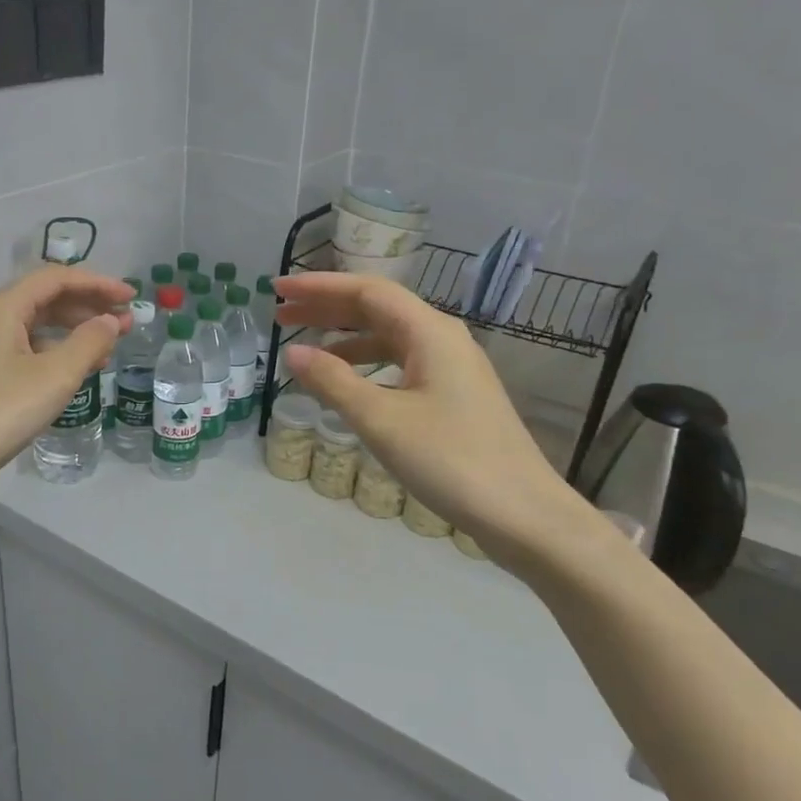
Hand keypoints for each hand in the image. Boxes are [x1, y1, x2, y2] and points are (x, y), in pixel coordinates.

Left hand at [0, 266, 132, 527]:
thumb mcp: (52, 379)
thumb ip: (88, 344)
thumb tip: (109, 321)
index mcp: (0, 307)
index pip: (56, 278)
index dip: (98, 283)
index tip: (132, 298)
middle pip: (42, 299)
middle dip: (87, 308)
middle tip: (124, 326)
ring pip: (30, 327)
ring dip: (70, 333)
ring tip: (104, 353)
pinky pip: (18, 351)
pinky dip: (48, 355)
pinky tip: (66, 376)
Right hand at [277, 273, 596, 567]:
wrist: (522, 513)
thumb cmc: (450, 459)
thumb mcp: (381, 419)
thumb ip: (333, 381)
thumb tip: (292, 353)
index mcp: (430, 332)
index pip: (367, 290)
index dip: (319, 287)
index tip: (277, 290)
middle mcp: (443, 339)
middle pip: (378, 309)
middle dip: (327, 309)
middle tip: (280, 315)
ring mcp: (452, 368)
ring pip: (389, 338)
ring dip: (345, 338)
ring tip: (304, 350)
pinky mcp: (454, 396)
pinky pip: (401, 364)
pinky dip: (366, 365)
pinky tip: (346, 383)